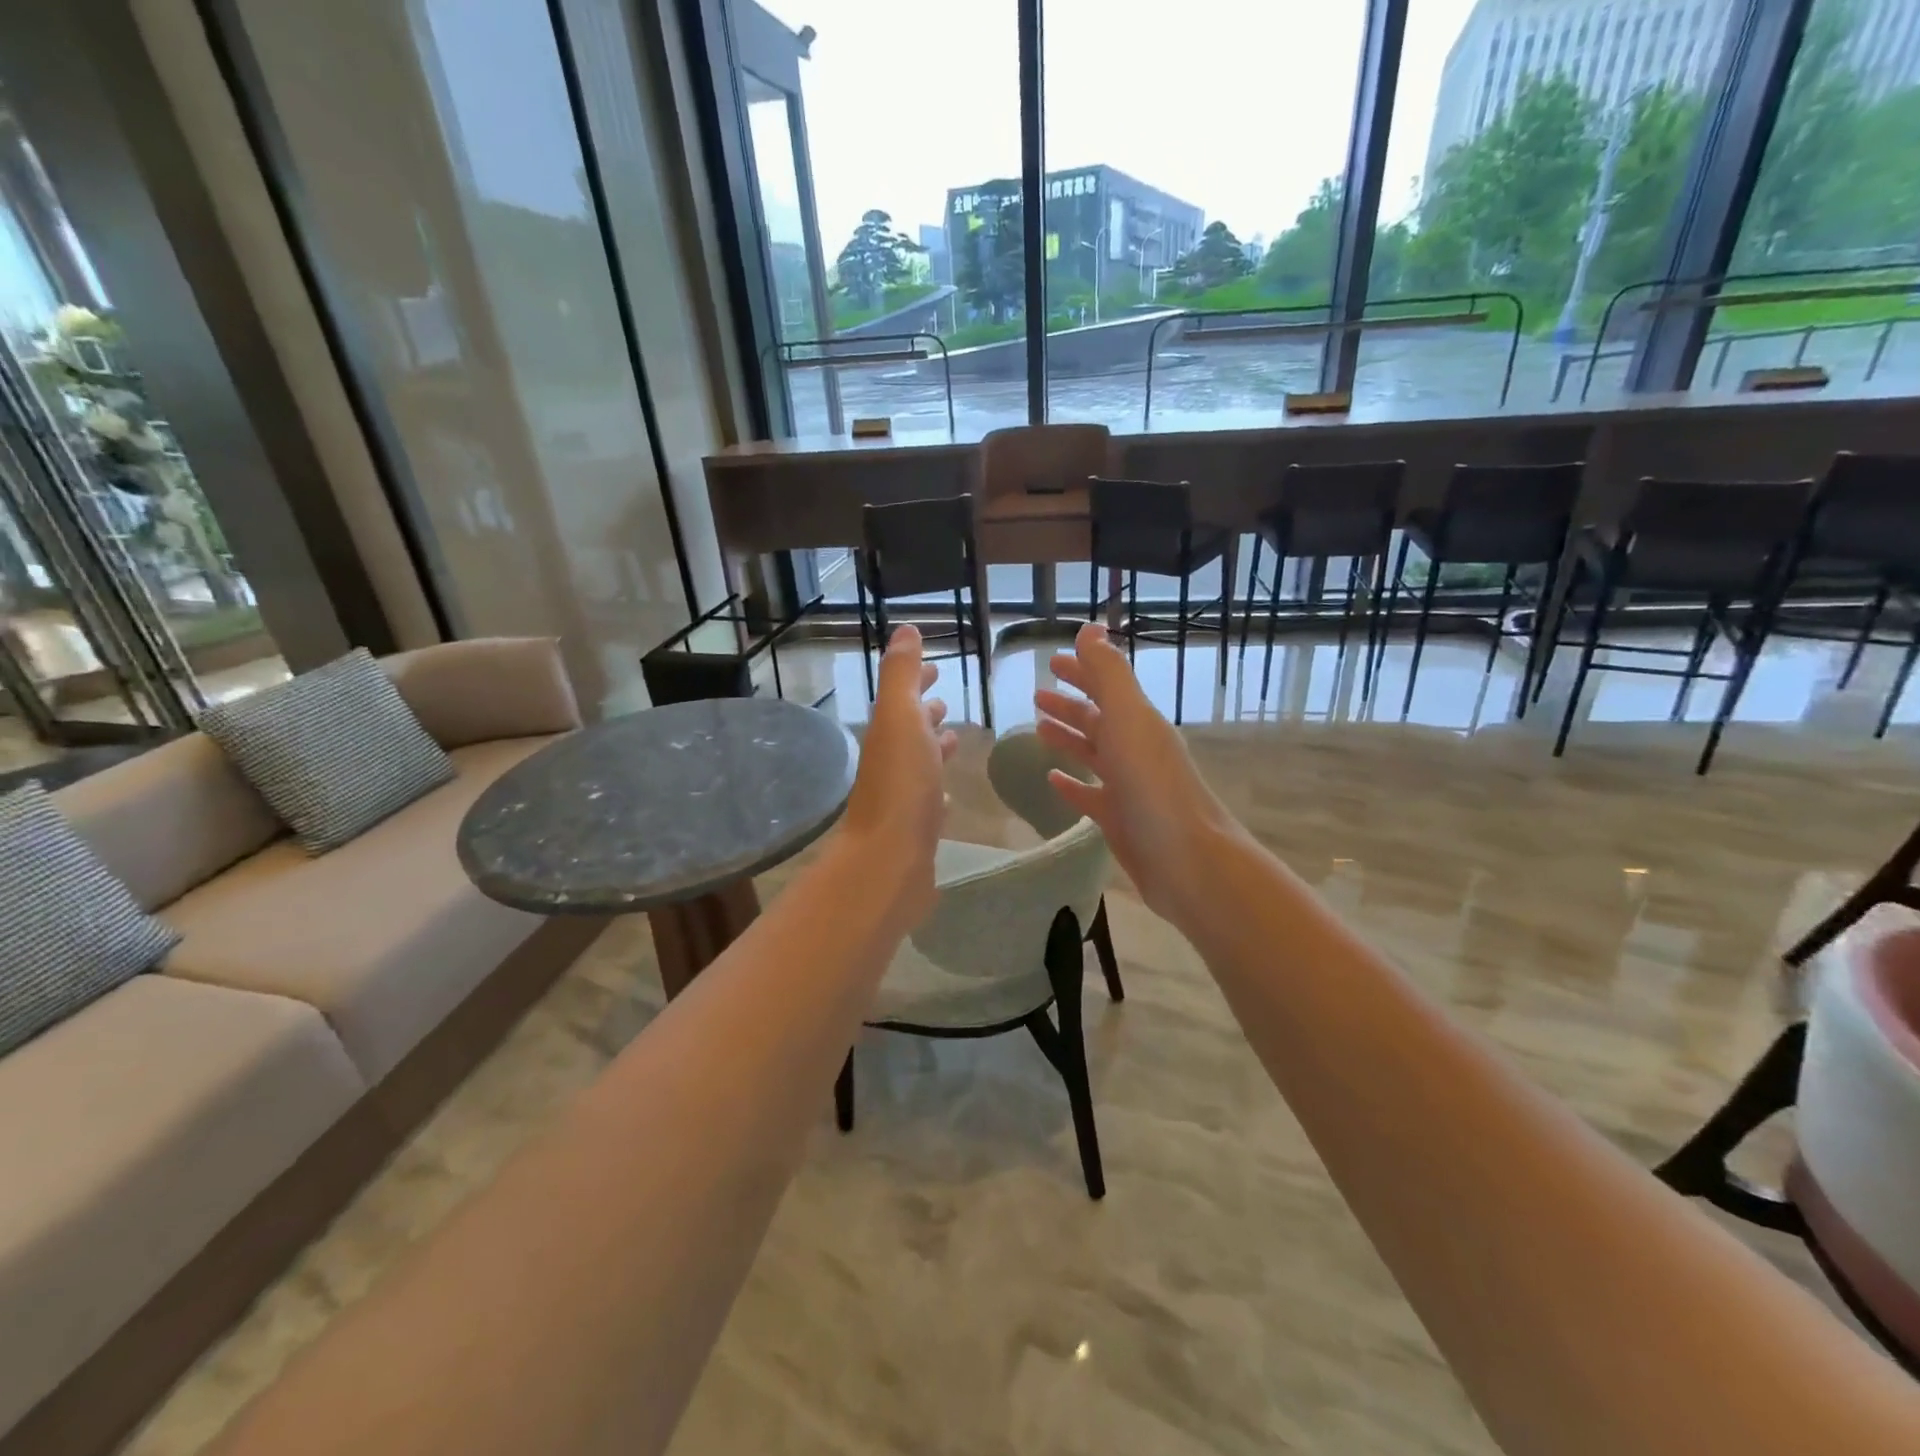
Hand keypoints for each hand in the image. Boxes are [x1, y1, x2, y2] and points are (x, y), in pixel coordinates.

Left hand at [839, 625, 957, 921]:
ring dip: (934, 749)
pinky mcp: (916, 831)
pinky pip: (929, 802)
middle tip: (946, 702)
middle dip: (926, 714)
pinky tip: (949, 795)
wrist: (888, 862)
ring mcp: (903, 800)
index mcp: (888, 735)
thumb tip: (905, 630)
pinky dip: (939, 789)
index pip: (902, 699)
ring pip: (921, 765)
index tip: (935, 668)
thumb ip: (902, 675)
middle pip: (910, 731)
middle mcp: (891, 764)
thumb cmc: (901, 785)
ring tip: (955, 740)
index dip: (917, 681)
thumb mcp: (900, 718)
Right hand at [1034, 622, 1240, 925]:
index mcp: (1139, 722)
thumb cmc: (1153, 785)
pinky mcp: (1119, 820)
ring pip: (1092, 755)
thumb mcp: (1129, 719)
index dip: (1081, 671)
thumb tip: (1090, 628)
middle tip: (1037, 696)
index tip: (1052, 662)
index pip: (1105, 687)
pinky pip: (1089, 796)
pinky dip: (1071, 784)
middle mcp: (1135, 750)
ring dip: (1068, 739)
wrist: (1187, 859)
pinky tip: (1051, 780)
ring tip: (1038, 730)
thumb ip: (1108, 674)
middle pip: (1097, 720)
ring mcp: (1128, 787)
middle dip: (1069, 705)